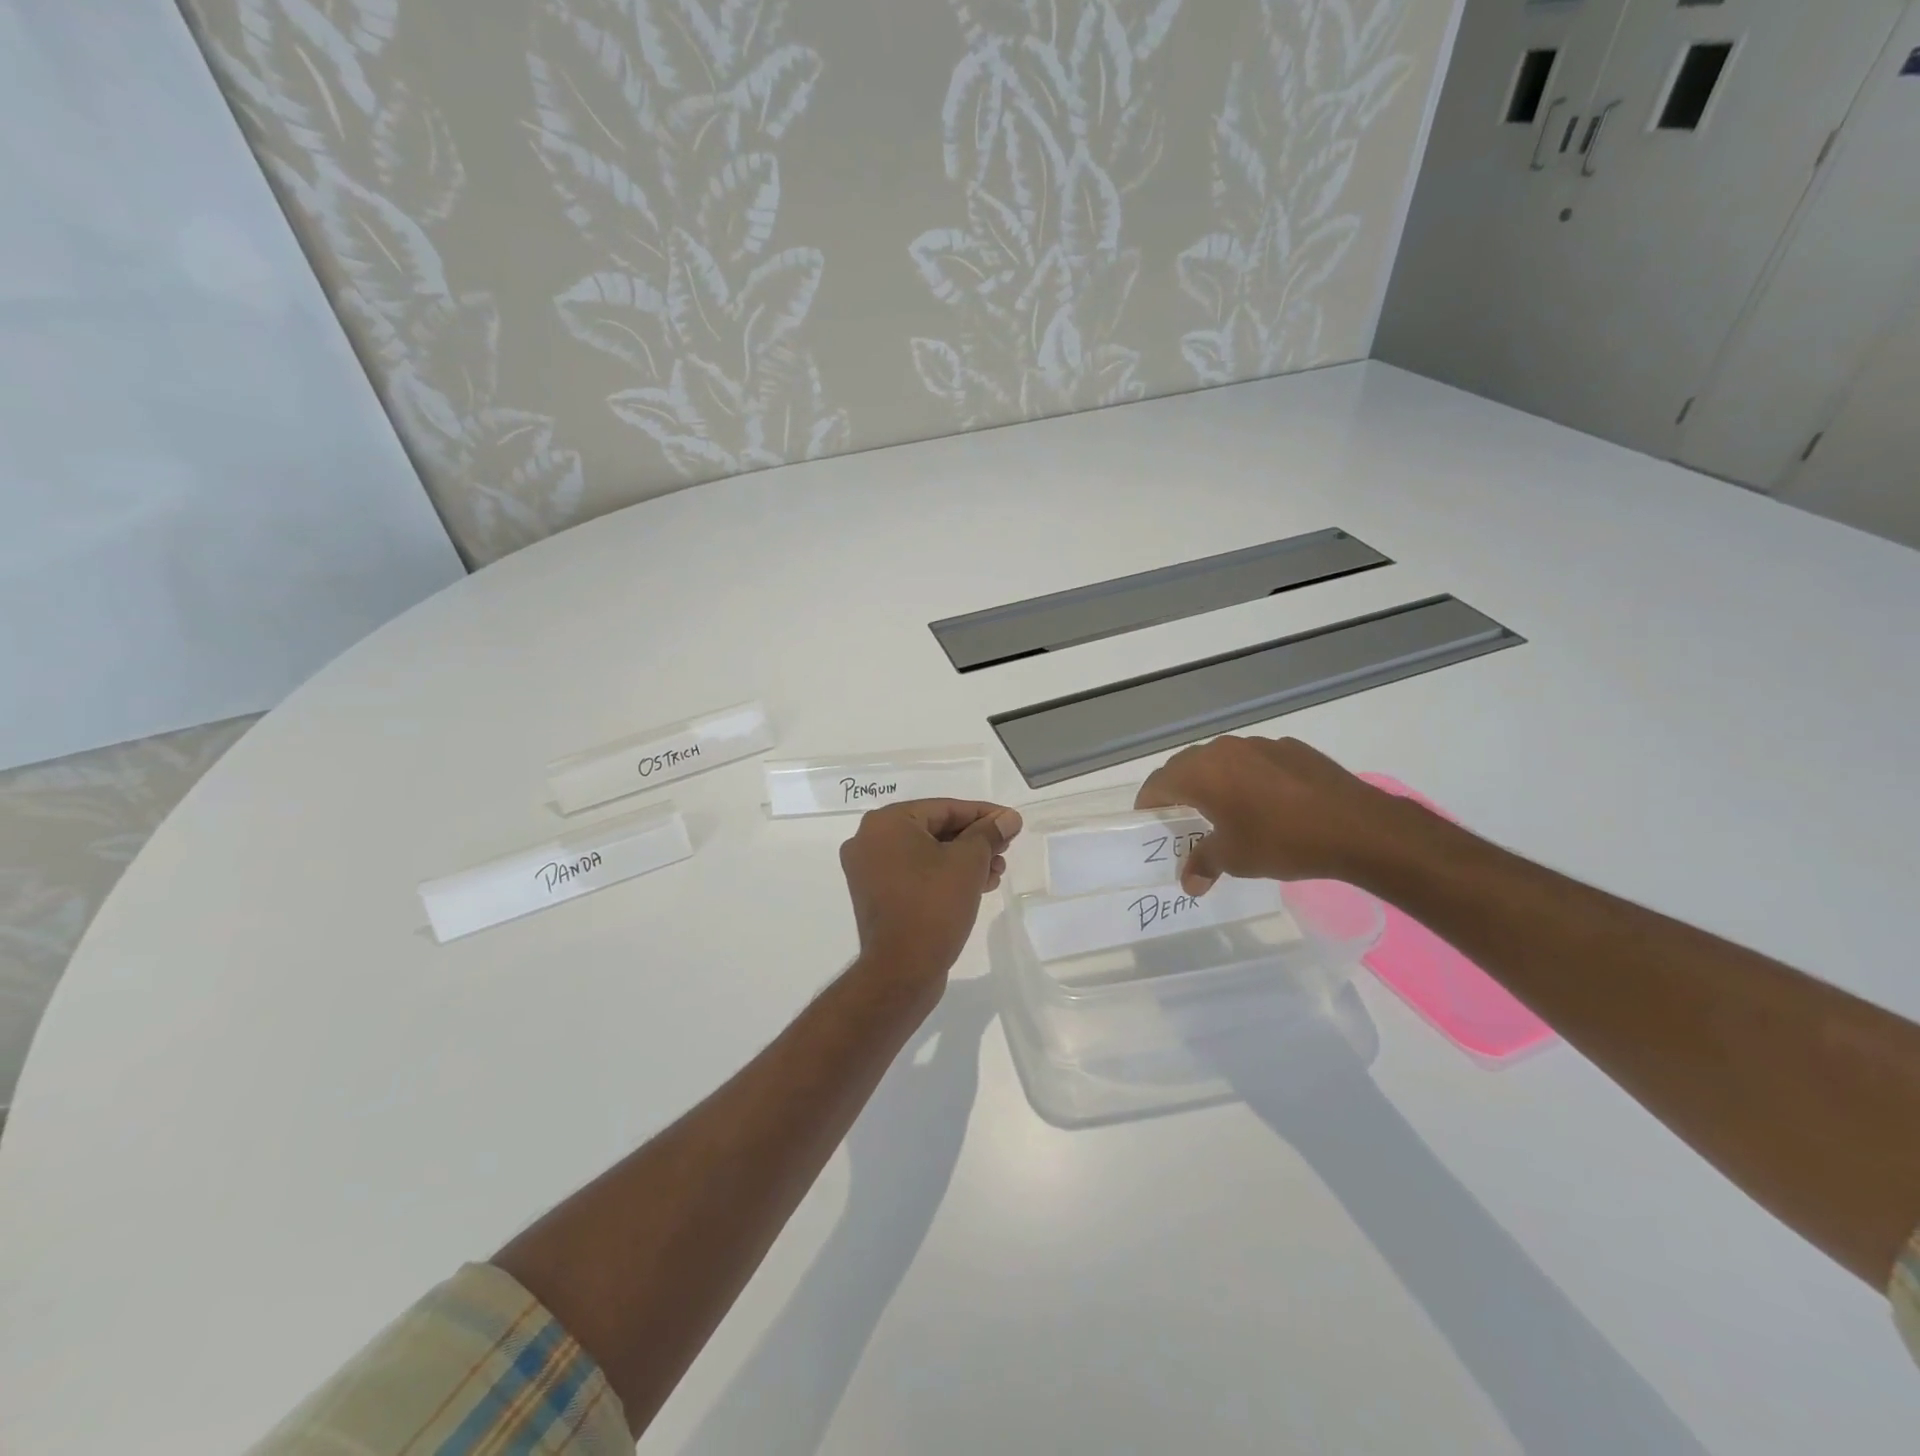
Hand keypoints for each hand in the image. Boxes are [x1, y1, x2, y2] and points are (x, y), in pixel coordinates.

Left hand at [839, 799, 1023, 997]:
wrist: (901, 970)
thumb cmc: (934, 905)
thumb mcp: (969, 862)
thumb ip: (989, 833)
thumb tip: (1008, 818)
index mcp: (886, 822)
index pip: (944, 808)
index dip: (983, 814)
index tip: (1011, 822)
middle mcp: (869, 840)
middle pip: (934, 829)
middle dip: (974, 840)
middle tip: (1005, 850)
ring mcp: (868, 870)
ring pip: (926, 853)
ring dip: (963, 860)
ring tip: (996, 872)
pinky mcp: (876, 895)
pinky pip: (915, 874)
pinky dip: (943, 875)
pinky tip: (976, 886)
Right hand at [1135, 735, 1419, 893]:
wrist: (1357, 827)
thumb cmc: (1282, 841)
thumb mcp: (1235, 859)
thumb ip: (1204, 863)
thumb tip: (1188, 882)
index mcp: (1202, 773)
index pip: (1158, 783)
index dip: (1148, 804)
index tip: (1149, 823)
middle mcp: (1225, 750)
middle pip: (1186, 766)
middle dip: (1178, 791)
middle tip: (1182, 820)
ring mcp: (1260, 745)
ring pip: (1222, 761)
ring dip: (1214, 782)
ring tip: (1224, 811)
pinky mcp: (1291, 748)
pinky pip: (1255, 761)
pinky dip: (1248, 778)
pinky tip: (1267, 804)